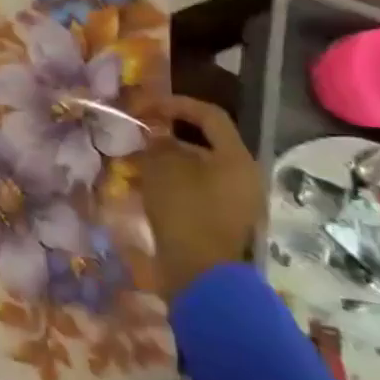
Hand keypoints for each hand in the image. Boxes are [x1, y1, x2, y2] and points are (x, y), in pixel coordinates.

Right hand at [138, 95, 263, 300]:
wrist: (200, 274)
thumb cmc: (185, 212)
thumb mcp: (163, 169)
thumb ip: (160, 144)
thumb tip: (158, 135)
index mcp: (236, 158)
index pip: (210, 116)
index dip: (177, 105)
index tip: (146, 107)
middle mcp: (243, 176)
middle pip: (205, 144)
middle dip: (169, 136)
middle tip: (140, 136)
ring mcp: (236, 202)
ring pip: (198, 169)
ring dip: (168, 161)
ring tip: (136, 162)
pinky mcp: (222, 221)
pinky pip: (197, 191)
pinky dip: (173, 184)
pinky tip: (146, 188)